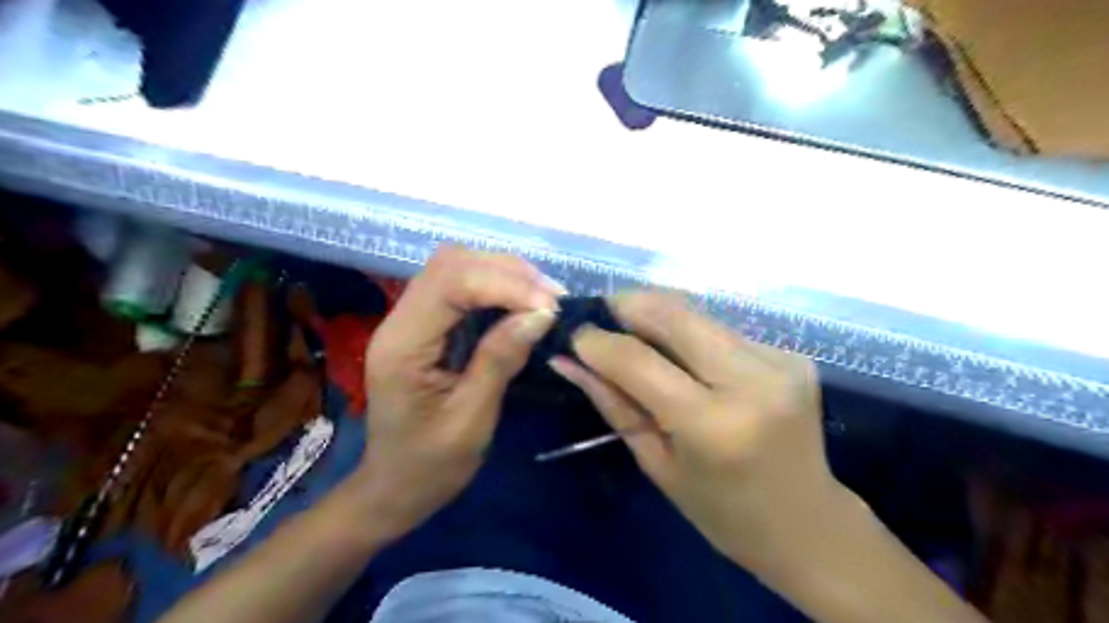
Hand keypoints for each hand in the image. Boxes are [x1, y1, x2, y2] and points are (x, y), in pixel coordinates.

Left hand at [349, 249, 563, 539]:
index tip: (550, 306)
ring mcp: (410, 319)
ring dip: (504, 274)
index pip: (450, 283)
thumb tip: (541, 313)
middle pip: (451, 264)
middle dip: (507, 272)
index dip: (504, 284)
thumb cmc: (430, 465)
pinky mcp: (425, 325)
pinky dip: (496, 286)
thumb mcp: (471, 420)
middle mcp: (400, 321)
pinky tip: (522, 302)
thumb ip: (500, 359)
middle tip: (552, 298)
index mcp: (402, 345)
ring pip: (456, 268)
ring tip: (544, 297)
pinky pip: (460, 287)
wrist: (395, 487)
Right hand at [554, 291, 839, 565]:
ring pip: (697, 312)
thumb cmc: (722, 512)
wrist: (808, 524)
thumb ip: (613, 403)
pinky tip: (681, 354)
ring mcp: (779, 361)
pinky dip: (690, 332)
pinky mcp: (791, 353)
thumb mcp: (656, 463)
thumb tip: (567, 360)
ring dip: (657, 315)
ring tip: (633, 333)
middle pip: (673, 313)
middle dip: (627, 304)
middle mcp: (751, 381)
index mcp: (712, 425)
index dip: (598, 341)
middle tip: (600, 316)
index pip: (638, 360)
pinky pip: (721, 328)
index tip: (574, 334)